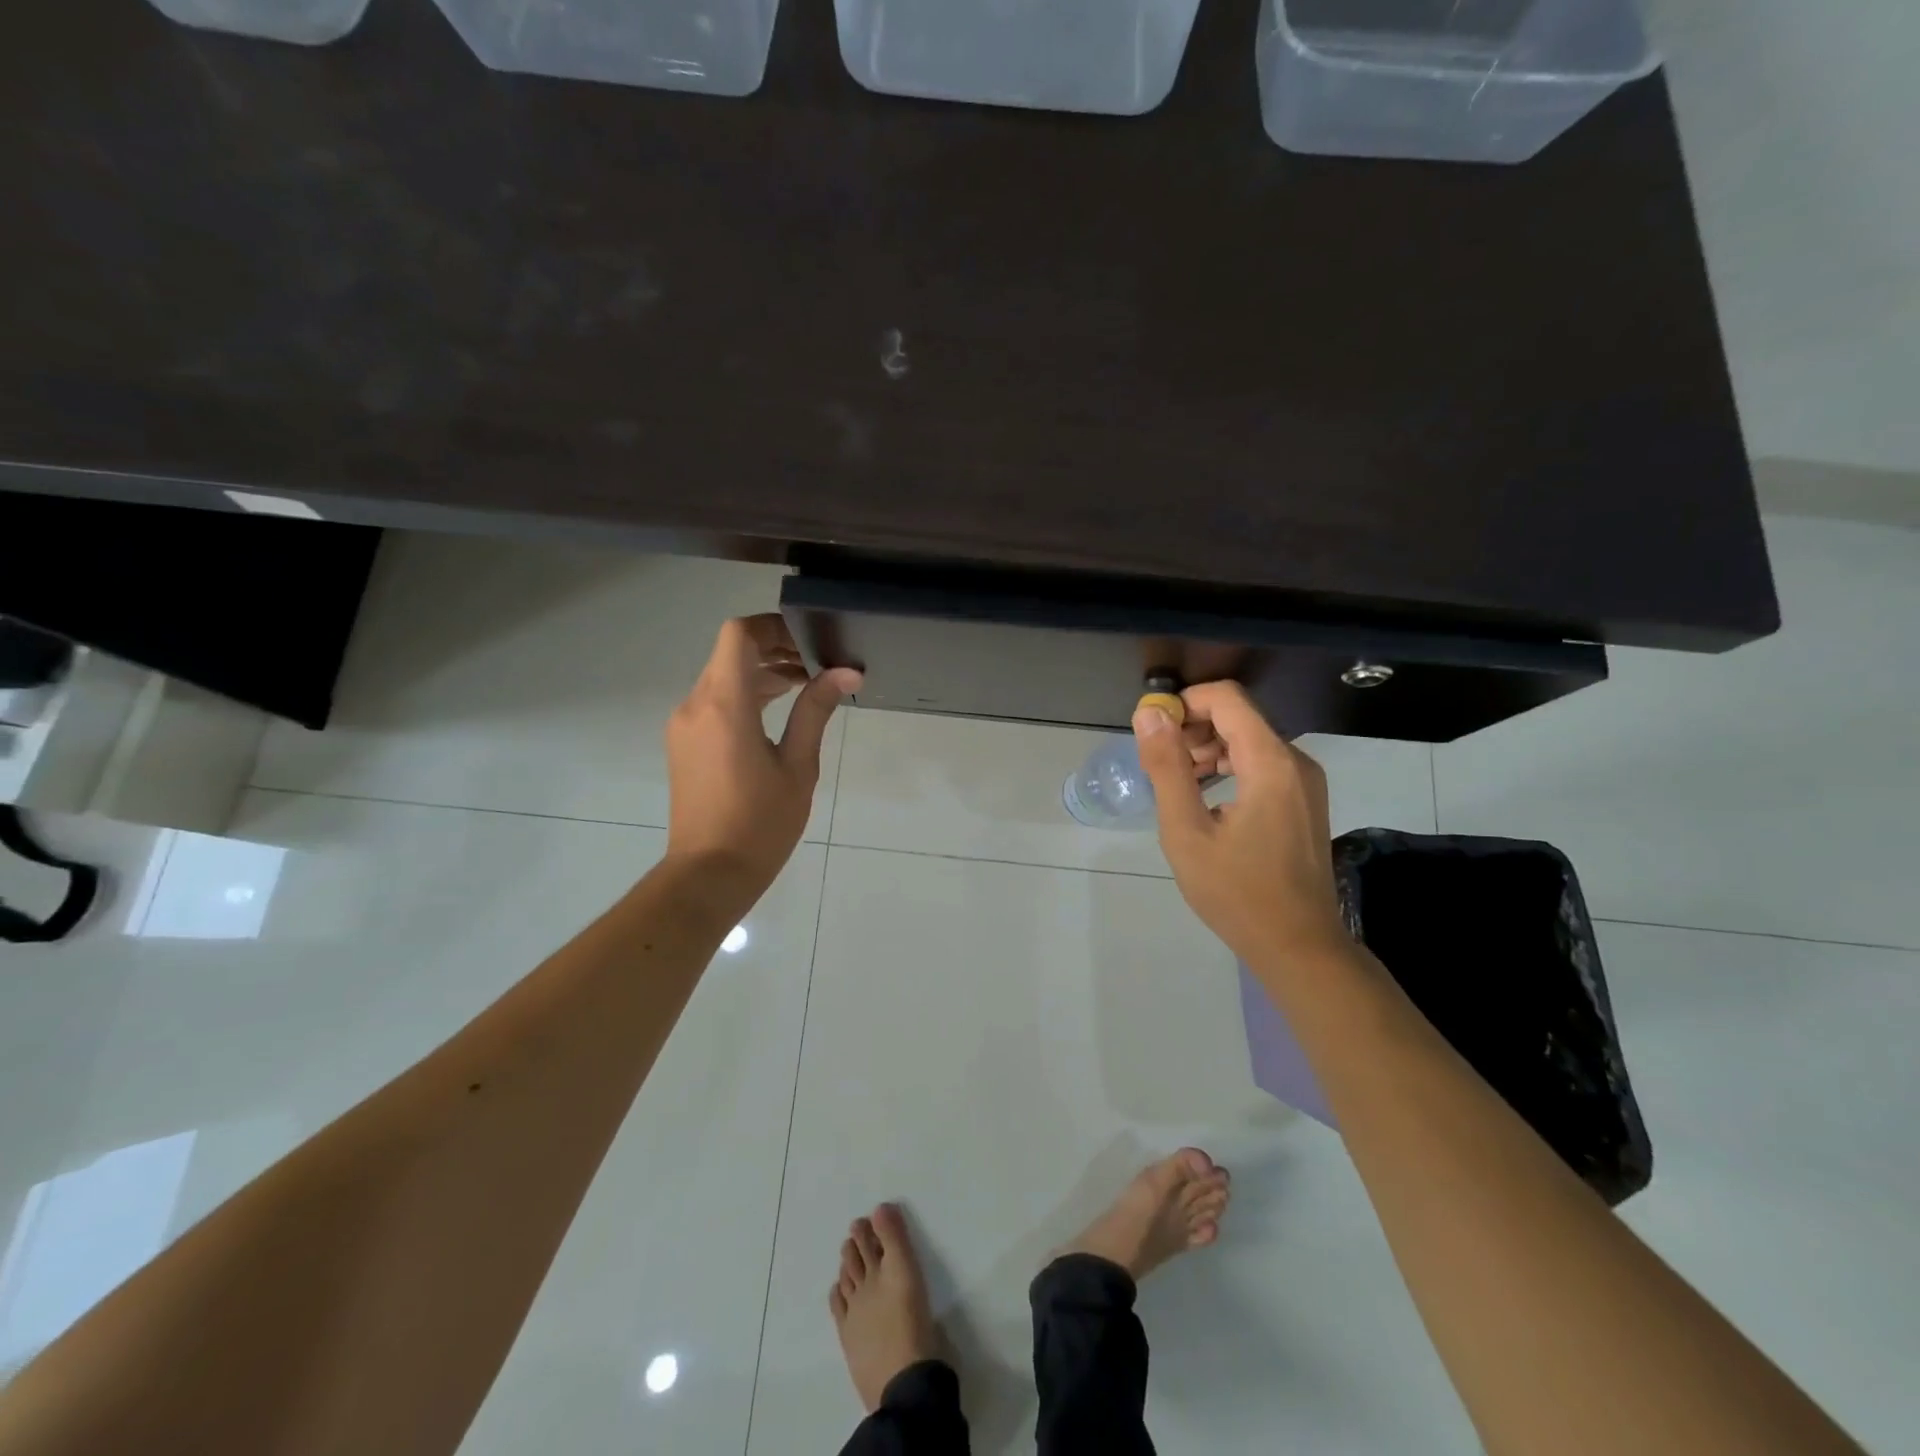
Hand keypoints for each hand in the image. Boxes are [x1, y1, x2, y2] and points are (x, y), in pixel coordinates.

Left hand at [666, 615, 860, 902]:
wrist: (708, 874)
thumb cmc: (760, 824)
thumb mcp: (798, 766)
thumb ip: (816, 711)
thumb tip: (846, 673)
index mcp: (724, 706)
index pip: (738, 635)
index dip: (772, 627)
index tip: (807, 639)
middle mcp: (696, 705)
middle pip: (730, 653)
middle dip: (773, 649)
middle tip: (816, 663)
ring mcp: (684, 725)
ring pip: (721, 677)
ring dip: (760, 673)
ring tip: (805, 686)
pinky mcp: (684, 743)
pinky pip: (713, 701)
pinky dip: (744, 695)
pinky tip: (777, 712)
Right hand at [1132, 682, 1349, 969]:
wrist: (1299, 946)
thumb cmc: (1236, 892)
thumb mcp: (1186, 831)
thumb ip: (1167, 767)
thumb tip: (1150, 714)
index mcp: (1270, 762)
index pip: (1226, 698)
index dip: (1184, 703)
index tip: (1153, 733)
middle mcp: (1295, 761)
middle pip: (1238, 716)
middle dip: (1193, 729)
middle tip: (1161, 766)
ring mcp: (1305, 782)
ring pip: (1250, 740)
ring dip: (1208, 750)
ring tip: (1179, 785)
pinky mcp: (1305, 800)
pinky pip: (1263, 763)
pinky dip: (1229, 767)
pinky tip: (1206, 800)